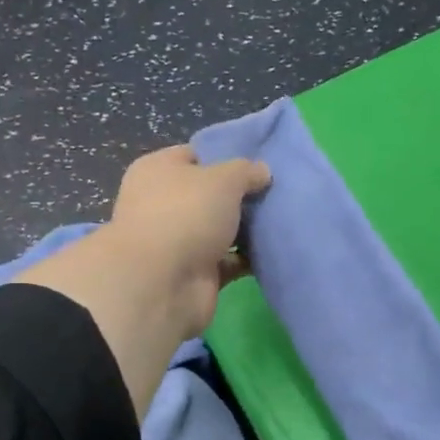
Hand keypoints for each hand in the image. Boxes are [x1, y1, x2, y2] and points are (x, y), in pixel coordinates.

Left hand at [107, 146, 270, 338]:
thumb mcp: (222, 179)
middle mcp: (163, 204)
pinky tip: (274, 250)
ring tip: (282, 219)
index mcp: (157, 171)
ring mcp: (178, 241)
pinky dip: (247, 258)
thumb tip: (262, 171)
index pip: (194, 156)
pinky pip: (228, 260)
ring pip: (219, 229)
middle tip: (276, 192)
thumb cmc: (185, 214)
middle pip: (209, 195)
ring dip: (245, 228)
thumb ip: (245, 171)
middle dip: (240, 195)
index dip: (225, 157)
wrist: (162, 284)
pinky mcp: (195, 273)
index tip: (258, 163)